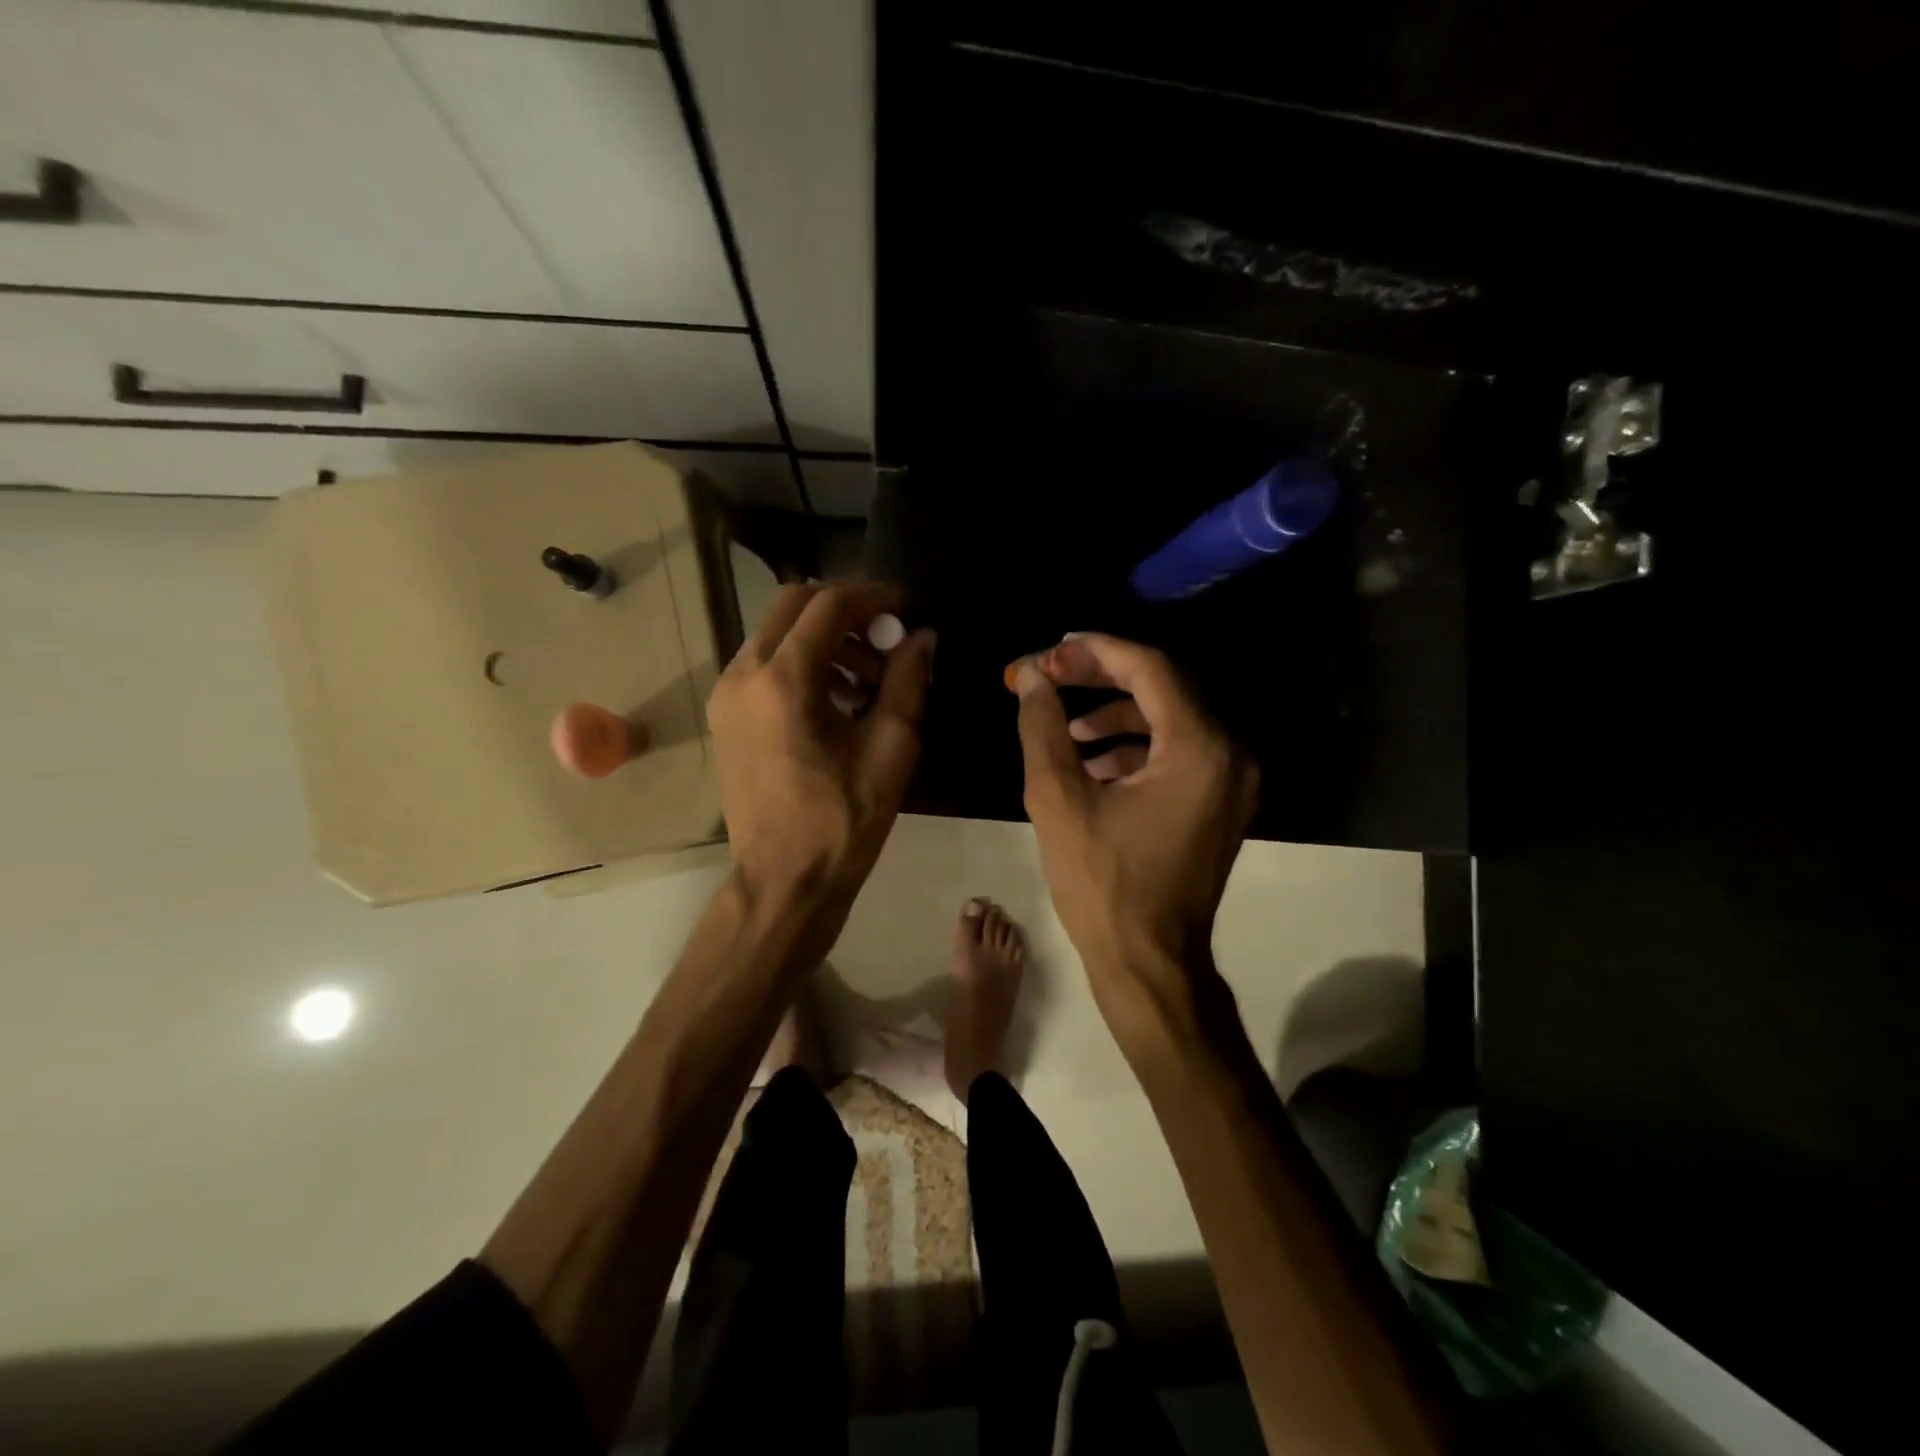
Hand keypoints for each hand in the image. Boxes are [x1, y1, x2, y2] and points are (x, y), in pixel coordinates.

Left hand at [708, 582, 934, 923]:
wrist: (784, 881)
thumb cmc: (843, 820)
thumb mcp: (891, 748)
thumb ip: (908, 681)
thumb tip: (922, 637)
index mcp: (783, 680)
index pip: (828, 605)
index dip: (872, 596)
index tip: (905, 607)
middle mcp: (743, 674)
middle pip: (793, 605)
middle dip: (845, 611)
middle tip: (886, 637)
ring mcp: (726, 695)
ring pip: (776, 633)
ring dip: (824, 638)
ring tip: (868, 679)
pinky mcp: (725, 716)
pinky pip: (764, 664)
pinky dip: (802, 663)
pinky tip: (837, 700)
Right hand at [1008, 633, 1257, 1006]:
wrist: (1149, 964)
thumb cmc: (1102, 885)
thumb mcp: (1057, 800)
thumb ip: (1043, 727)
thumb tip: (1032, 678)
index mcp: (1200, 749)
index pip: (1150, 669)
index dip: (1094, 651)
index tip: (1047, 651)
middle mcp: (1230, 754)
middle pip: (1163, 687)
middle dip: (1101, 676)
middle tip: (1049, 674)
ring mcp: (1231, 781)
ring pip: (1170, 718)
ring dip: (1116, 713)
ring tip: (1065, 728)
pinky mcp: (1220, 802)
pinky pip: (1177, 752)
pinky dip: (1135, 747)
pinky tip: (1091, 763)